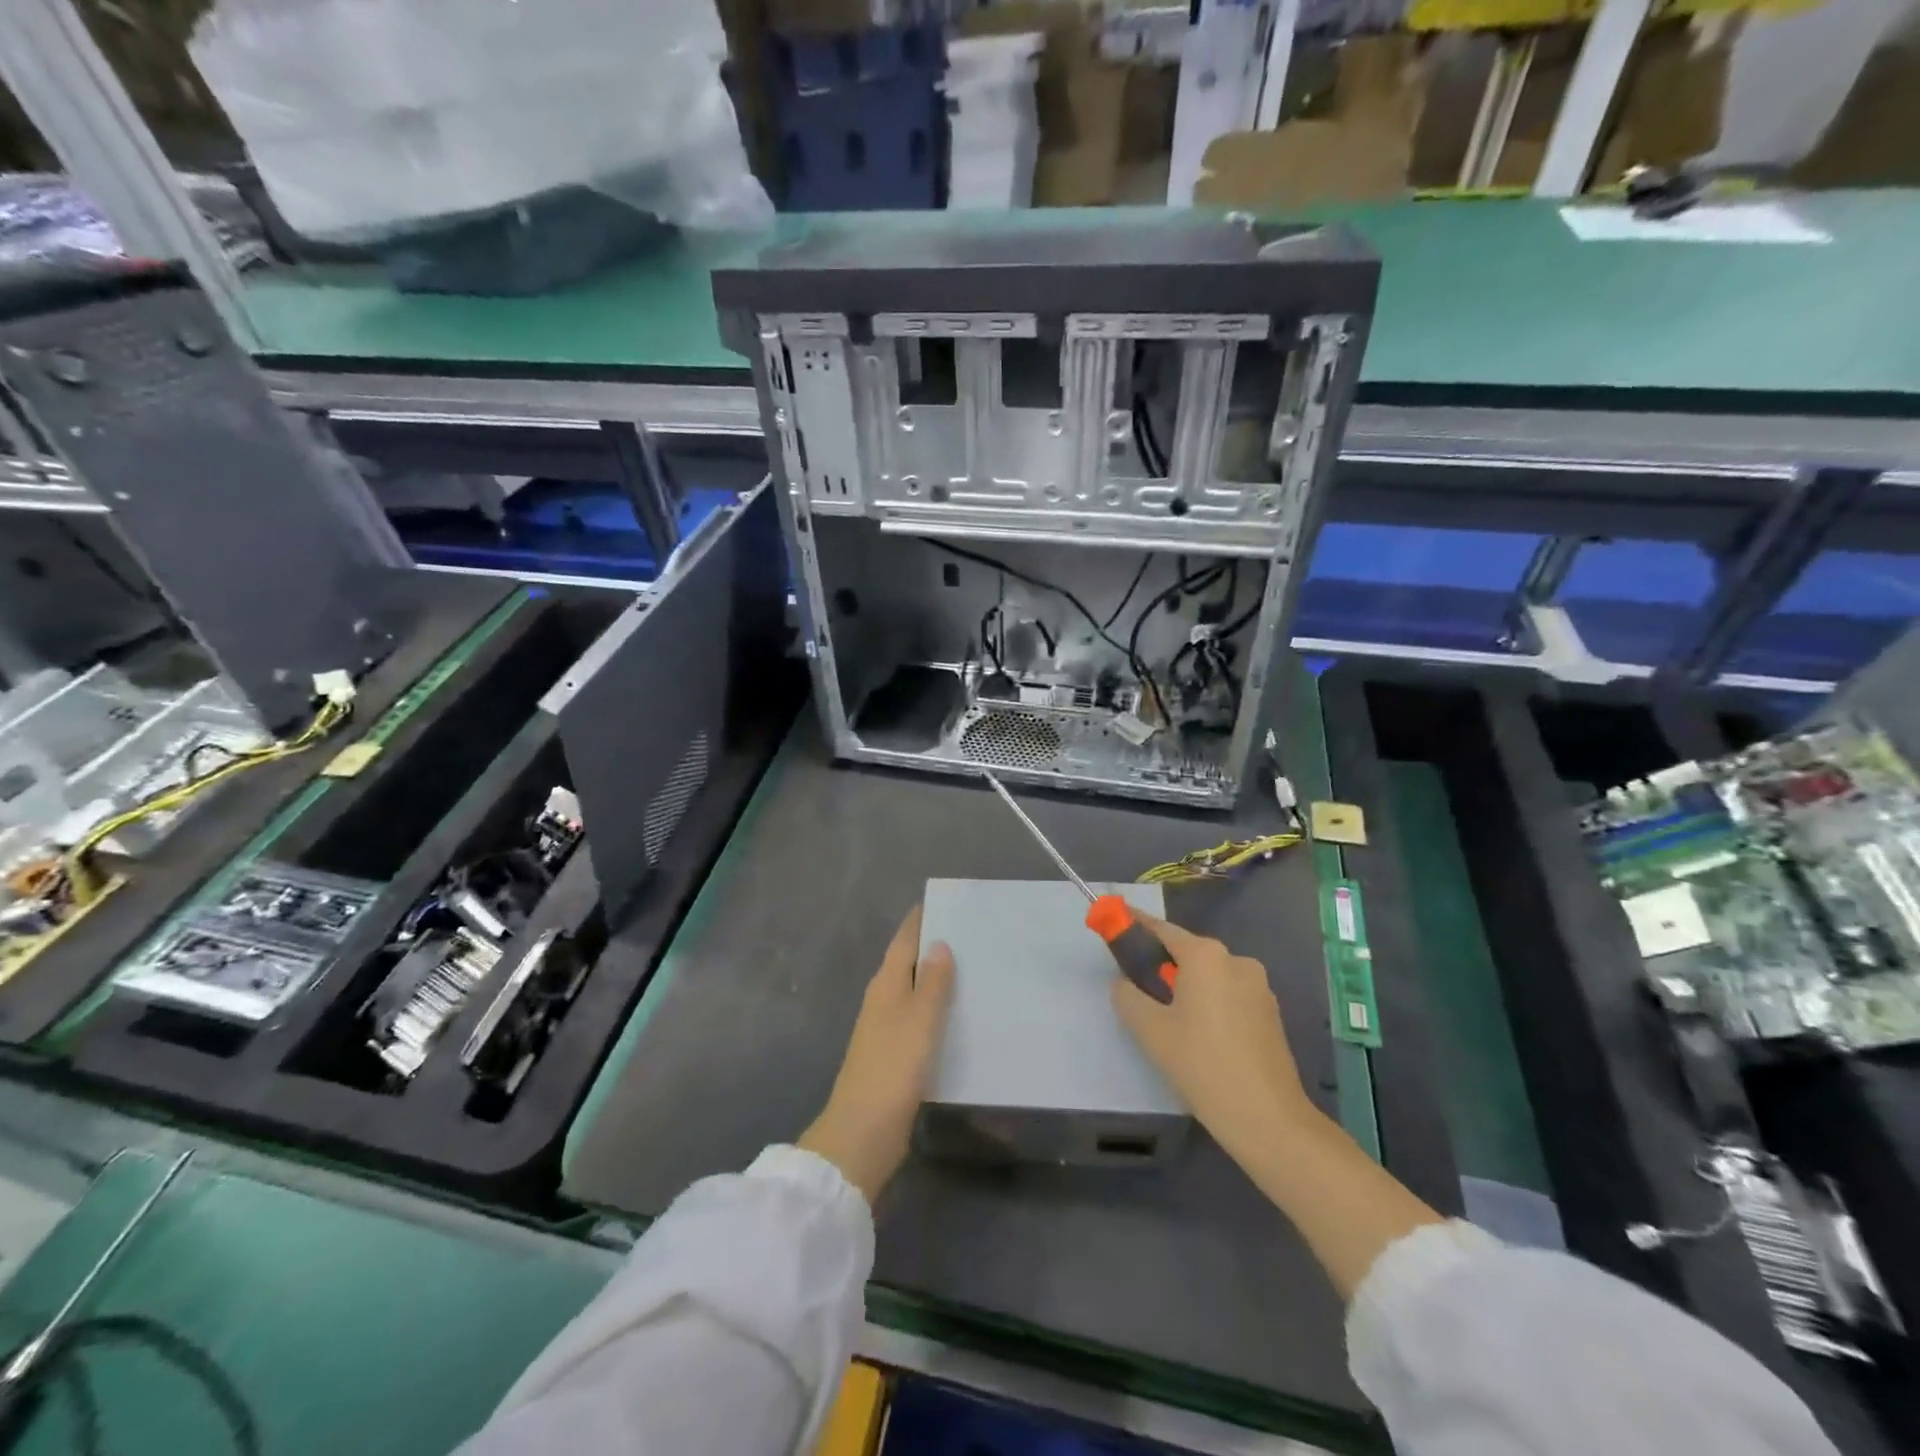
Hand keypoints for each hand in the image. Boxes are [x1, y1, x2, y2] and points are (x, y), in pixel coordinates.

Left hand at [798, 906, 954, 1205]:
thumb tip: (938, 943)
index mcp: (885, 985)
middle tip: (970, 934)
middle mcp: (882, 1001)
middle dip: (932, 947)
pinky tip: (957, 1017)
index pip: (903, 941)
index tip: (944, 903)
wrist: (863, 1132)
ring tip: (972, 970)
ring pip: (913, 993)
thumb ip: (931, 981)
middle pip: (907, 964)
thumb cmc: (893, 1068)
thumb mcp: (920, 1020)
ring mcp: (885, 1030)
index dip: (919, 921)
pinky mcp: (893, 1057)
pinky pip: (918, 1021)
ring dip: (935, 980)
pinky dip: (936, 1011)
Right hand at [1110, 913, 1319, 1161]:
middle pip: (1188, 952)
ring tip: (1170, 1022)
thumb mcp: (1150, 1030)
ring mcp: (1259, 986)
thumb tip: (1124, 982)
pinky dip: (1210, 1003)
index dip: (1134, 925)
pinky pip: (1229, 994)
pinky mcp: (1271, 1012)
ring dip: (1188, 987)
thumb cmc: (1202, 1065)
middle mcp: (1236, 960)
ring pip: (1210, 976)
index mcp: (1206, 956)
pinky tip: (1201, 1036)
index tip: (1113, 922)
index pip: (1161, 930)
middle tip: (1138, 989)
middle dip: (1162, 964)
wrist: (1268, 1119)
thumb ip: (1127, 995)